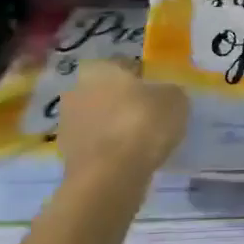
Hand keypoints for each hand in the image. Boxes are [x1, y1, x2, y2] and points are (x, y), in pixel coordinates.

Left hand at [57, 59, 186, 185]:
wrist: (110, 178)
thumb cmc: (142, 124)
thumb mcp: (175, 100)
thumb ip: (170, 92)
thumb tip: (166, 95)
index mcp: (100, 68)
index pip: (125, 65)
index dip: (145, 78)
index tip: (160, 94)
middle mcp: (78, 90)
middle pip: (109, 93)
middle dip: (126, 103)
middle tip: (151, 117)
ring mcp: (69, 125)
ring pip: (100, 120)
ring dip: (116, 128)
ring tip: (143, 143)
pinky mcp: (68, 156)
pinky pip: (97, 146)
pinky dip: (110, 151)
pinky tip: (130, 161)